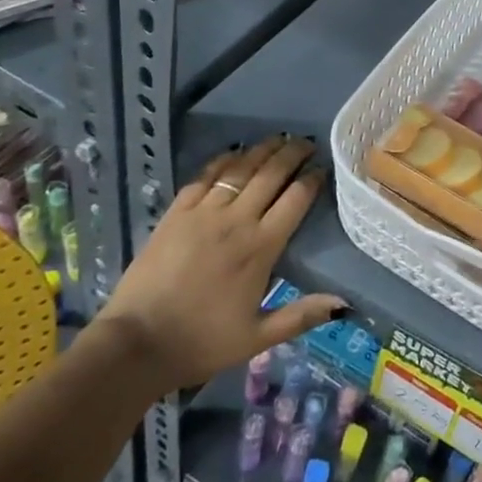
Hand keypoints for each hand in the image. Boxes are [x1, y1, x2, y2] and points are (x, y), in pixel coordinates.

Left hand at [97, 135, 345, 391]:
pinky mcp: (176, 213)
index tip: (323, 167)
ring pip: (240, 169)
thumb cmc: (202, 343)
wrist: (137, 343)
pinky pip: (205, 176)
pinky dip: (224, 160)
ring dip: (262, 150)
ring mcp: (203, 212)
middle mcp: (236, 221)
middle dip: (292, 154)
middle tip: (307, 142)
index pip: (295, 200)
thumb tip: (345, 304)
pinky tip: (234, 153)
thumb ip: (301, 315)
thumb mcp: (258, 338)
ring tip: (278, 139)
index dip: (312, 179)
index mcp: (261, 248)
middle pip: (270, 175)